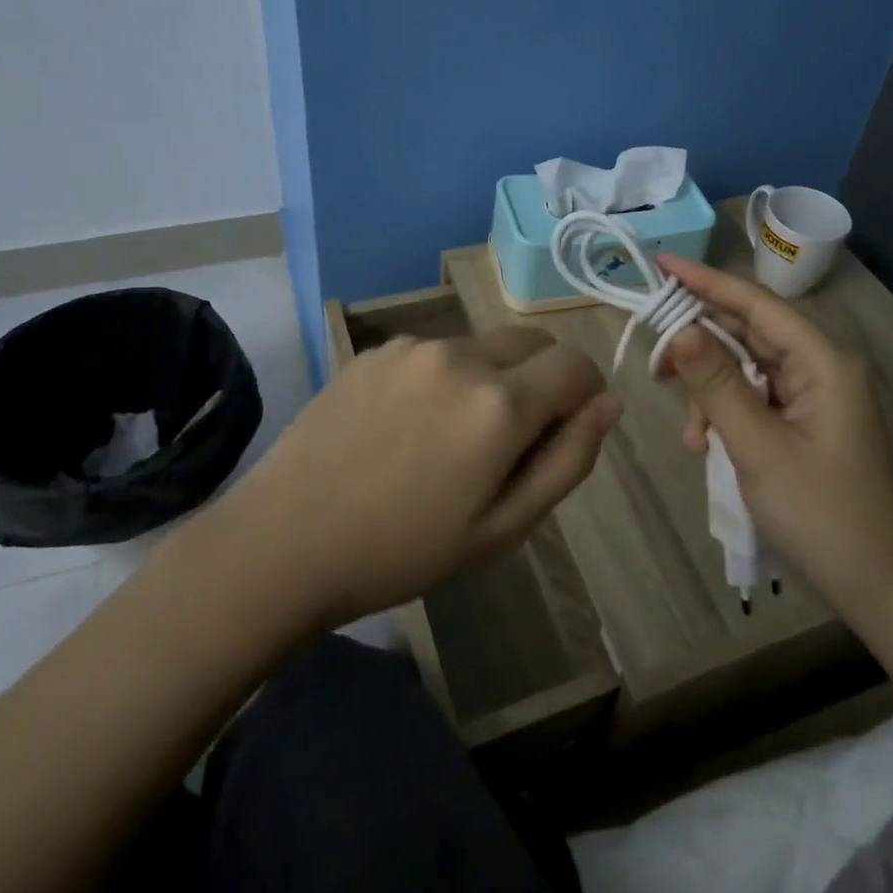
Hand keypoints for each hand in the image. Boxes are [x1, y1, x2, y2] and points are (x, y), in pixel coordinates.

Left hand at [207, 328, 620, 631]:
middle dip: (541, 379)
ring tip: (445, 441)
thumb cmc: (403, 550)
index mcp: (500, 402)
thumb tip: (608, 403)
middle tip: (509, 441)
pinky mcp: (375, 349)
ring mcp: (413, 346)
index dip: (585, 393)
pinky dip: (442, 379)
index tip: (565, 429)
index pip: (575, 364)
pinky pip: (433, 352)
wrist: (284, 540)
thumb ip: (568, 460)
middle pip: (532, 342)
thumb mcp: (503, 528)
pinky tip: (403, 428)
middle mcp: (461, 355)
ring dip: (489, 380)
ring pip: (482, 347)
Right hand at [655, 254, 892, 616]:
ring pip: (746, 366)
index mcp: (823, 361)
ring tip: (689, 431)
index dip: (705, 281)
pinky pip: (755, 395)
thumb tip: (678, 328)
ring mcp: (815, 394)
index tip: (660, 264)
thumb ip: (716, 383)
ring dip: (710, 388)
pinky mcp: (805, 419)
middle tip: (654, 353)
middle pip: (749, 330)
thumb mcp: (758, 447)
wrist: (879, 588)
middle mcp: (821, 366)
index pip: (755, 303)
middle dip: (699, 341)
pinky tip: (707, 445)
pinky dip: (726, 411)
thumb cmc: (822, 515)